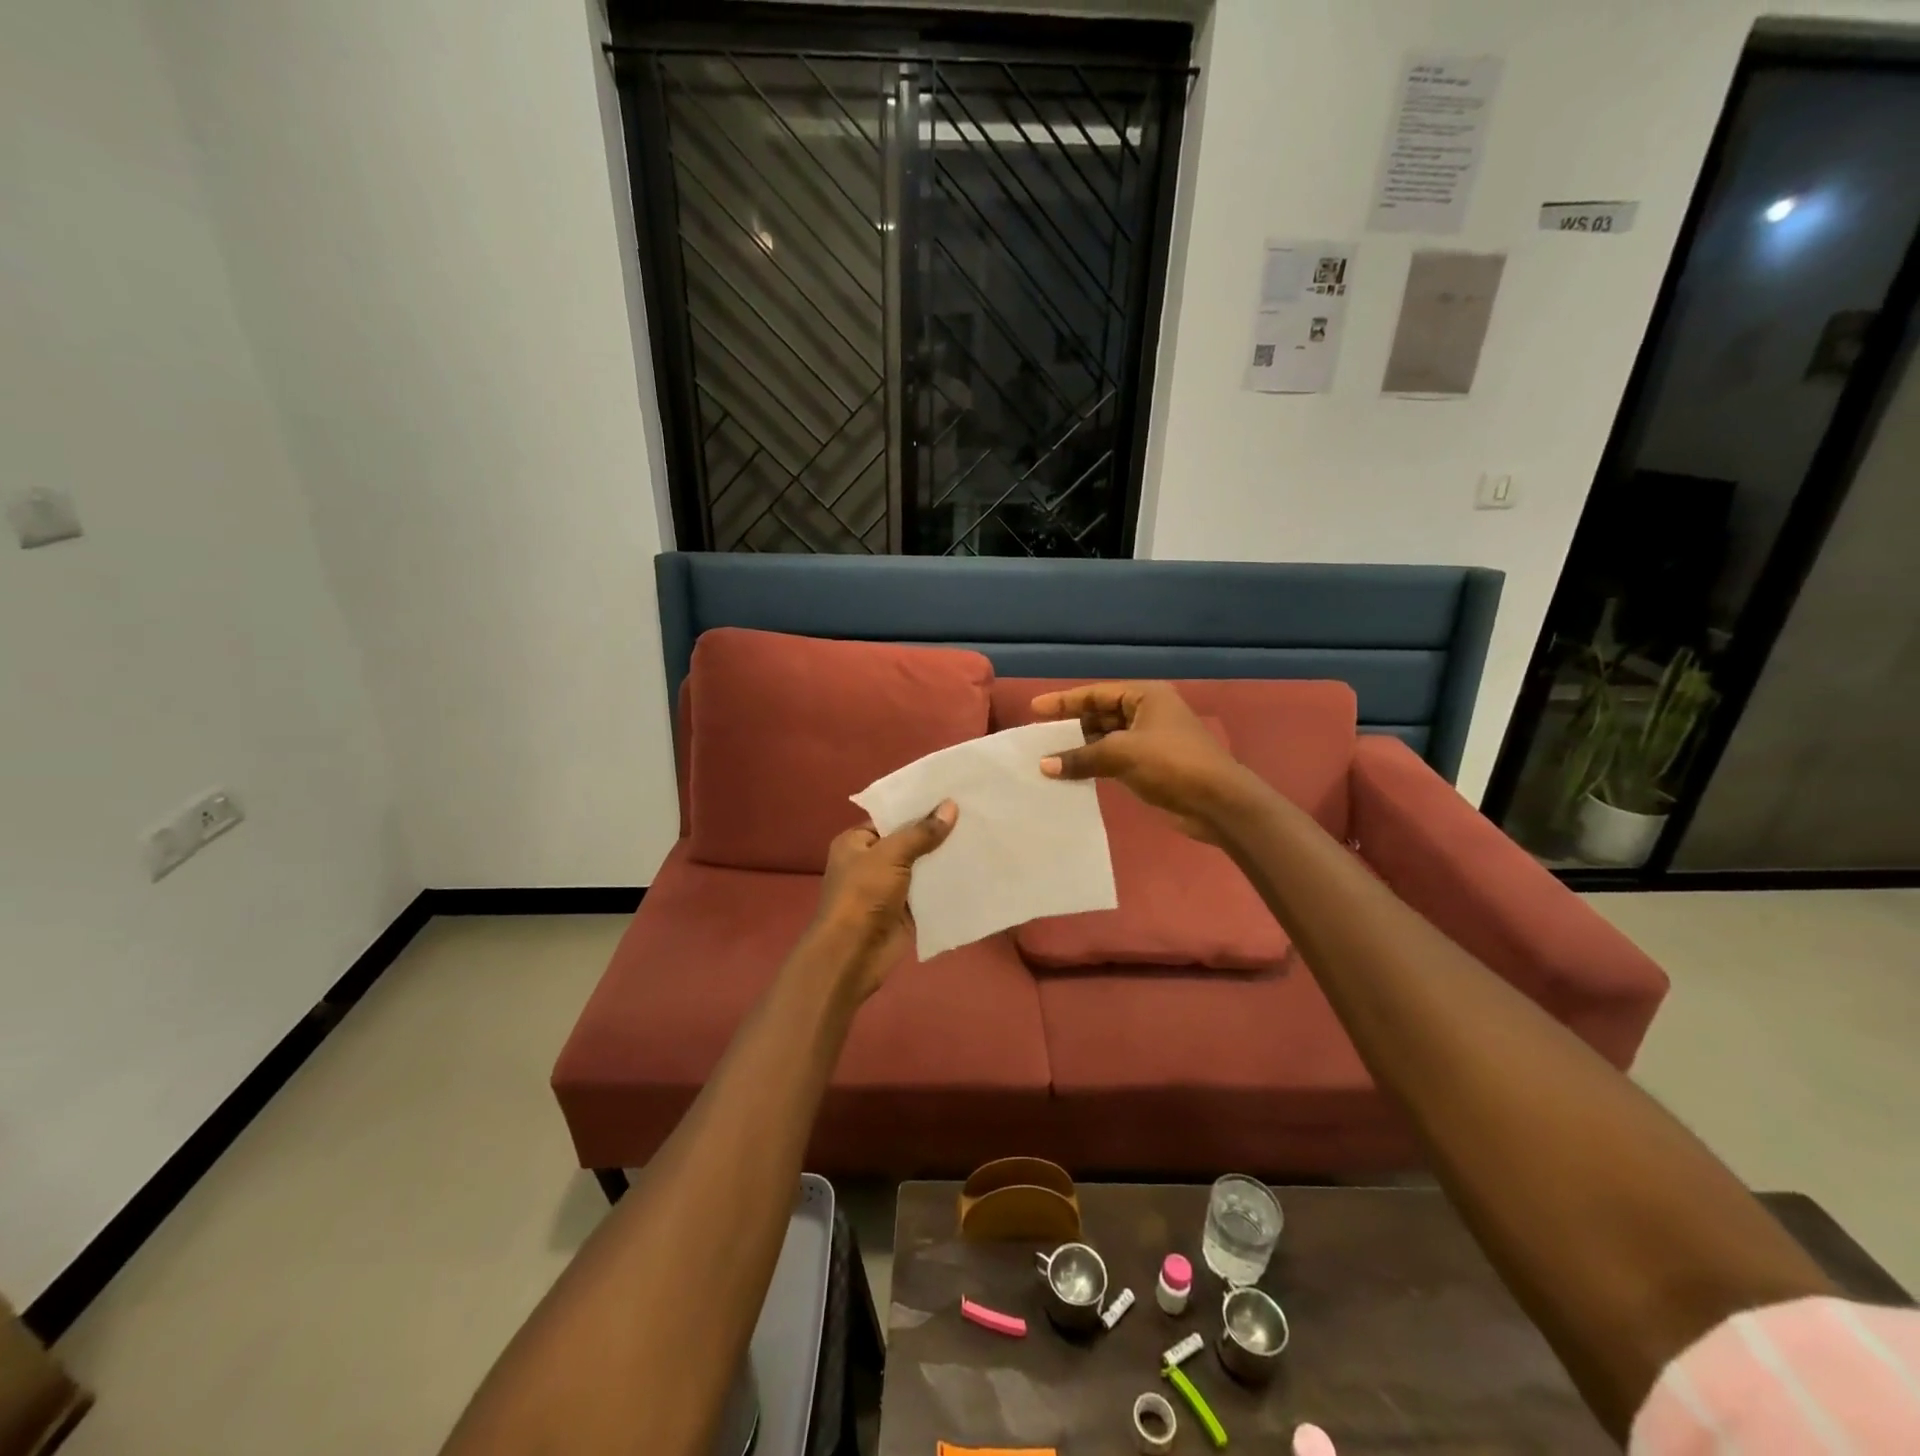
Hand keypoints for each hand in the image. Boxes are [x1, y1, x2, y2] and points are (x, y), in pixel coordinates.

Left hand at [808, 801, 957, 999]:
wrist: (853, 954)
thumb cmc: (863, 895)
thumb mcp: (891, 855)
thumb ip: (921, 832)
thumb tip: (950, 806)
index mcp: (857, 842)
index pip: (891, 817)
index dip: (918, 807)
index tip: (951, 795)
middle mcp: (872, 862)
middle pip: (909, 841)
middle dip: (937, 832)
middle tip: (974, 812)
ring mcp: (889, 888)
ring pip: (922, 866)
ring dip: (945, 858)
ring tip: (981, 835)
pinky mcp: (906, 910)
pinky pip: (930, 892)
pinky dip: (947, 884)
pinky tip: (975, 869)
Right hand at [1033, 682, 1251, 841]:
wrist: (1217, 802)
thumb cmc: (1172, 764)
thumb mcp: (1122, 754)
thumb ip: (1080, 757)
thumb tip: (1044, 765)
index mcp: (1145, 696)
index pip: (1096, 694)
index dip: (1064, 701)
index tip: (1034, 709)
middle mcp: (1147, 713)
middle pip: (1100, 714)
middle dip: (1071, 726)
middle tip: (1039, 737)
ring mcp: (1150, 740)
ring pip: (1106, 739)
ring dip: (1081, 748)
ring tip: (1048, 758)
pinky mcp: (1151, 766)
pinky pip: (1114, 759)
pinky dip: (1094, 765)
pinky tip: (1072, 774)